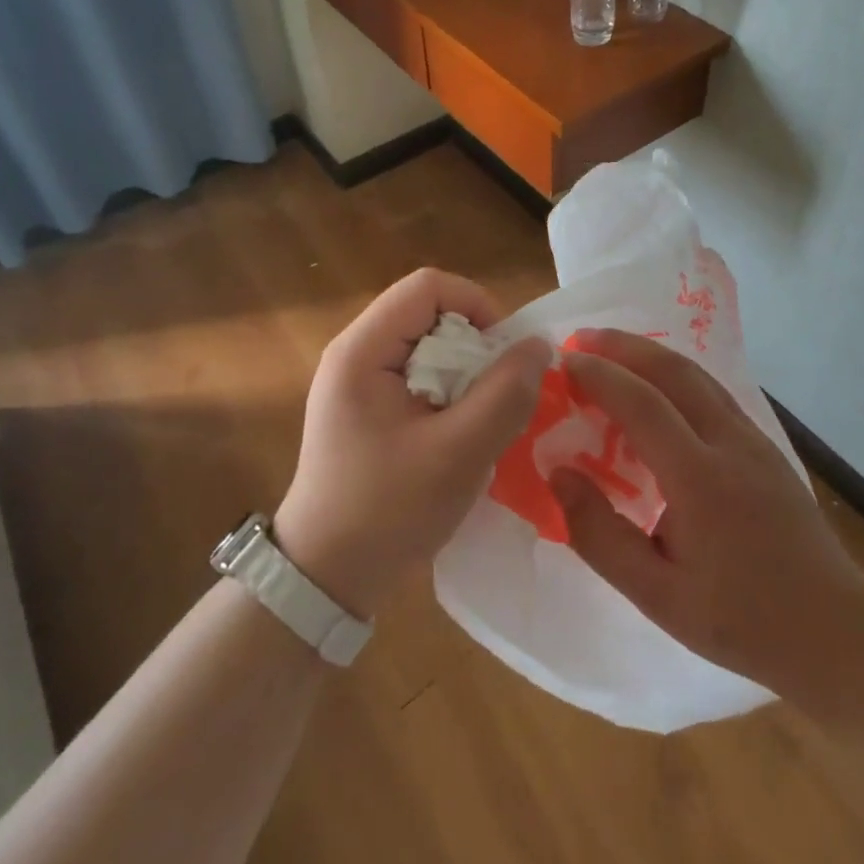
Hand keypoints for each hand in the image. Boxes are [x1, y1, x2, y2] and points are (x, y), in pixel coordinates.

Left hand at [275, 269, 550, 618]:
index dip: (477, 305)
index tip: (504, 355)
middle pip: (429, 312)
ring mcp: (358, 379)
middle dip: (474, 344)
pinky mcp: (366, 405)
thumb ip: (504, 395)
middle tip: (497, 394)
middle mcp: (355, 352)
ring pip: (429, 344)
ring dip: (465, 371)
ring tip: (481, 418)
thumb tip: (538, 344)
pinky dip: (449, 391)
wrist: (325, 577)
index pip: (429, 286)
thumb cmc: (386, 512)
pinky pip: (419, 372)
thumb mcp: (457, 454)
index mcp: (362, 350)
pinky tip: (459, 432)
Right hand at [548, 329, 858, 691]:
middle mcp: (729, 442)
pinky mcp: (764, 444)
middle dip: (624, 346)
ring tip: (610, 351)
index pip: (643, 404)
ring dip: (650, 354)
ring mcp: (753, 438)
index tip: (563, 362)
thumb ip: (600, 535)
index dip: (600, 376)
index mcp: (701, 479)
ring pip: (696, 375)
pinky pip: (711, 392)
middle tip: (581, 338)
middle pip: (673, 370)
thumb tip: (557, 474)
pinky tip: (657, 388)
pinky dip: (674, 374)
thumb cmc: (740, 619)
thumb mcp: (657, 596)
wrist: (834, 629)